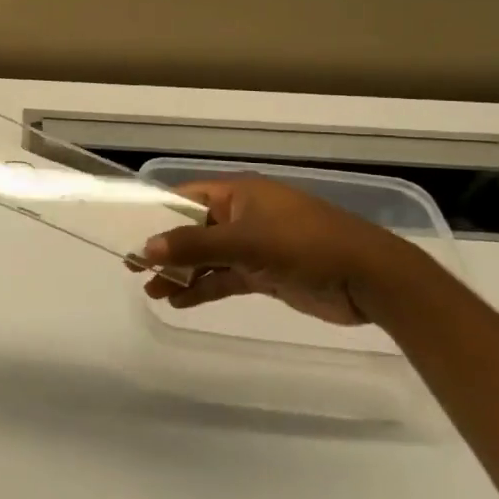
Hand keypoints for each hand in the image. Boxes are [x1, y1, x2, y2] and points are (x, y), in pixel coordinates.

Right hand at [138, 177, 437, 326]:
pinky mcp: (266, 273)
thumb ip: (195, 245)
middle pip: (193, 229)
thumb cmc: (306, 246)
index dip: (155, 216)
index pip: (185, 199)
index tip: (128, 237)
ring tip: (153, 292)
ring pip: (207, 257)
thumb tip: (145, 248)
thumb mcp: (247, 242)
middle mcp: (243, 215)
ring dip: (181, 273)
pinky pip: (225, 278)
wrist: (371, 280)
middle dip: (165, 250)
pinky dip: (204, 289)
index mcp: (238, 195)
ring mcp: (255, 245)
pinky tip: (180, 303)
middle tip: (134, 270)